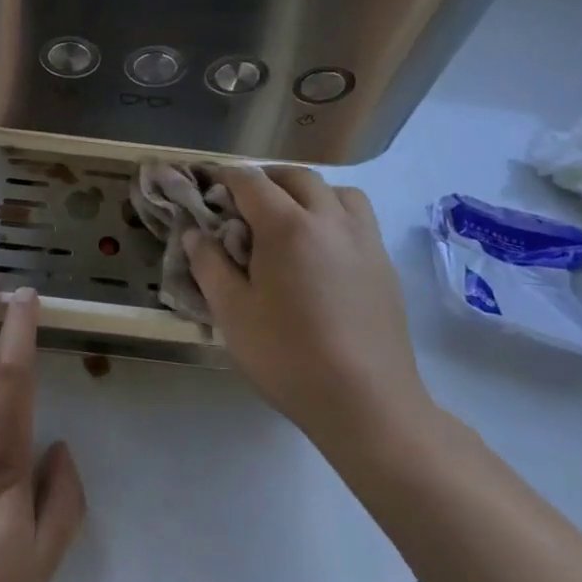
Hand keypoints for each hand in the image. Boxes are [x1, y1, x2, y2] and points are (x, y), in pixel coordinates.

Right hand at [183, 167, 433, 460]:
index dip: (225, 178)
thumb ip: (209, 264)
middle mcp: (330, 221)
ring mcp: (364, 242)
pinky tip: (321, 253)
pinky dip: (334, 217)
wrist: (367, 403)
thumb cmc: (288, 356)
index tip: (209, 186)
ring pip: (338, 192)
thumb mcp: (231, 312)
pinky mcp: (385, 266)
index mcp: (288, 227)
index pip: (251, 182)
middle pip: (297, 177)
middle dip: (266, 180)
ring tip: (290, 220)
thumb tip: (196, 234)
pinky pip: (359, 220)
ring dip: (308, 193)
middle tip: (244, 203)